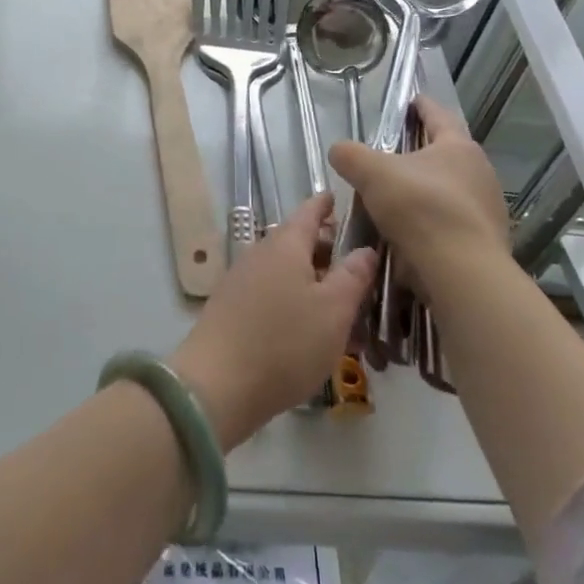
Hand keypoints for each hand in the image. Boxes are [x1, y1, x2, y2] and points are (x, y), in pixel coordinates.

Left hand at [169, 195, 375, 449]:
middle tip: (358, 269)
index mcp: (286, 244)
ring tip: (342, 310)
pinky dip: (295, 302)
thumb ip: (353, 276)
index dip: (326, 204)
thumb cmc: (284, 343)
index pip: (309, 211)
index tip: (339, 198)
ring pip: (287, 272)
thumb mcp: (333, 311)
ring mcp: (243, 280)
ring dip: (314, 283)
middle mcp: (261, 253)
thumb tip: (365, 248)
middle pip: (298, 242)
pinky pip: (272, 294)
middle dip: (327, 252)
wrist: (217, 385)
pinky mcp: (233, 308)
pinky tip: (310, 331)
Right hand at [328, 95, 510, 294]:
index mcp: (458, 147)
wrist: (462, 273)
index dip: (422, 106)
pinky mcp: (485, 243)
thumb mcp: (372, 173)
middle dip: (422, 153)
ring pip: (450, 191)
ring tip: (397, 199)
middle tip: (394, 156)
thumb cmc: (420, 208)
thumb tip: (339, 150)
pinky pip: (452, 223)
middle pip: (446, 155)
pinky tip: (410, 234)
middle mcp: (480, 173)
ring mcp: (487, 210)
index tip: (411, 101)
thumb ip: (350, 155)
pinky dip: (432, 223)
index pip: (438, 116)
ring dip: (426, 191)